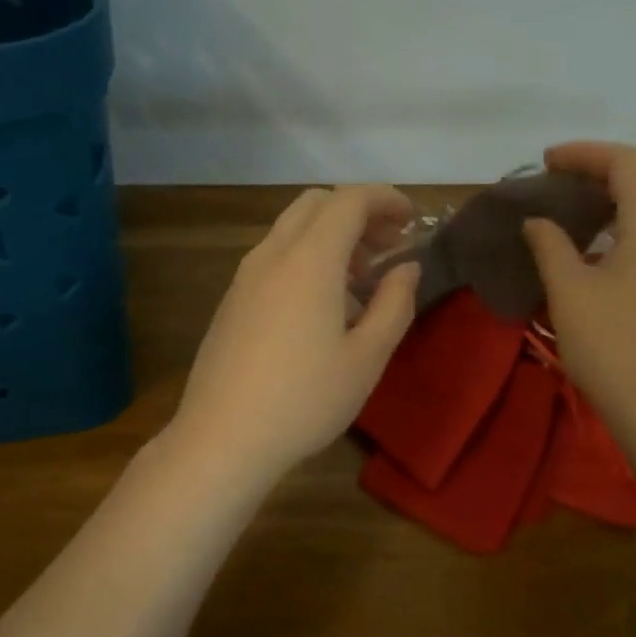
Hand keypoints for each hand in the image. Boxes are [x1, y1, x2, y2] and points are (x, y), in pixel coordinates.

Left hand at [167, 185, 420, 485]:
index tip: (412, 220)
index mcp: (309, 259)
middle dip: (357, 213)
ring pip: (291, 231)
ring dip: (329, 237)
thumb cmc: (304, 399)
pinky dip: (304, 259)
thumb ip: (394, 304)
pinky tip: (320, 309)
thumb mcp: (366, 358)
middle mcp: (271, 255)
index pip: (349, 200)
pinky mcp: (230, 301)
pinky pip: (273, 259)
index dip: (386, 199)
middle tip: (387, 248)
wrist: (222, 437)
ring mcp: (244, 277)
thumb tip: (407, 267)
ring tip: (359, 282)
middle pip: (315, 204)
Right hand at [522, 143, 635, 457]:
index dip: (583, 155)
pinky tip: (631, 256)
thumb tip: (536, 220)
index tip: (546, 162)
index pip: (625, 162)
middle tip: (567, 189)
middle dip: (608, 174)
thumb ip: (550, 245)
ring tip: (601, 217)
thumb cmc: (613, 345)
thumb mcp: (568, 291)